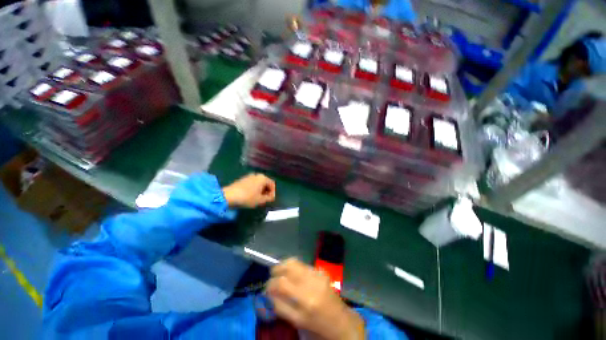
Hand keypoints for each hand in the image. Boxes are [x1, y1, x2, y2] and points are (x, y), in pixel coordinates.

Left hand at [222, 173, 275, 207]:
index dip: (273, 192)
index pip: (272, 184)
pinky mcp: (243, 179)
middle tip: (265, 199)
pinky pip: (253, 184)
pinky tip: (251, 196)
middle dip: (267, 191)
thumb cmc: (247, 197)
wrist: (229, 196)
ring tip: (258, 199)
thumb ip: (269, 198)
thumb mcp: (260, 200)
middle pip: (266, 183)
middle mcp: (257, 175)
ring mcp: (249, 176)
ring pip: (259, 183)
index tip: (271, 200)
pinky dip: (254, 189)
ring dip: (260, 190)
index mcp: (263, 178)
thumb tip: (272, 197)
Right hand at [267, 258, 364, 339]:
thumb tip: (269, 293)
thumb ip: (281, 306)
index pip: (281, 286)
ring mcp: (317, 276)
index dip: (270, 285)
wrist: (340, 321)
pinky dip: (294, 267)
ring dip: (283, 265)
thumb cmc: (317, 326)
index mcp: (304, 305)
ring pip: (295, 263)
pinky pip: (303, 265)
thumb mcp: (297, 322)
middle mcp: (311, 287)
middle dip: (276, 271)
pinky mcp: (321, 272)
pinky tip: (292, 272)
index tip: (266, 288)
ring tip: (279, 270)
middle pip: (287, 269)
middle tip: (272, 276)